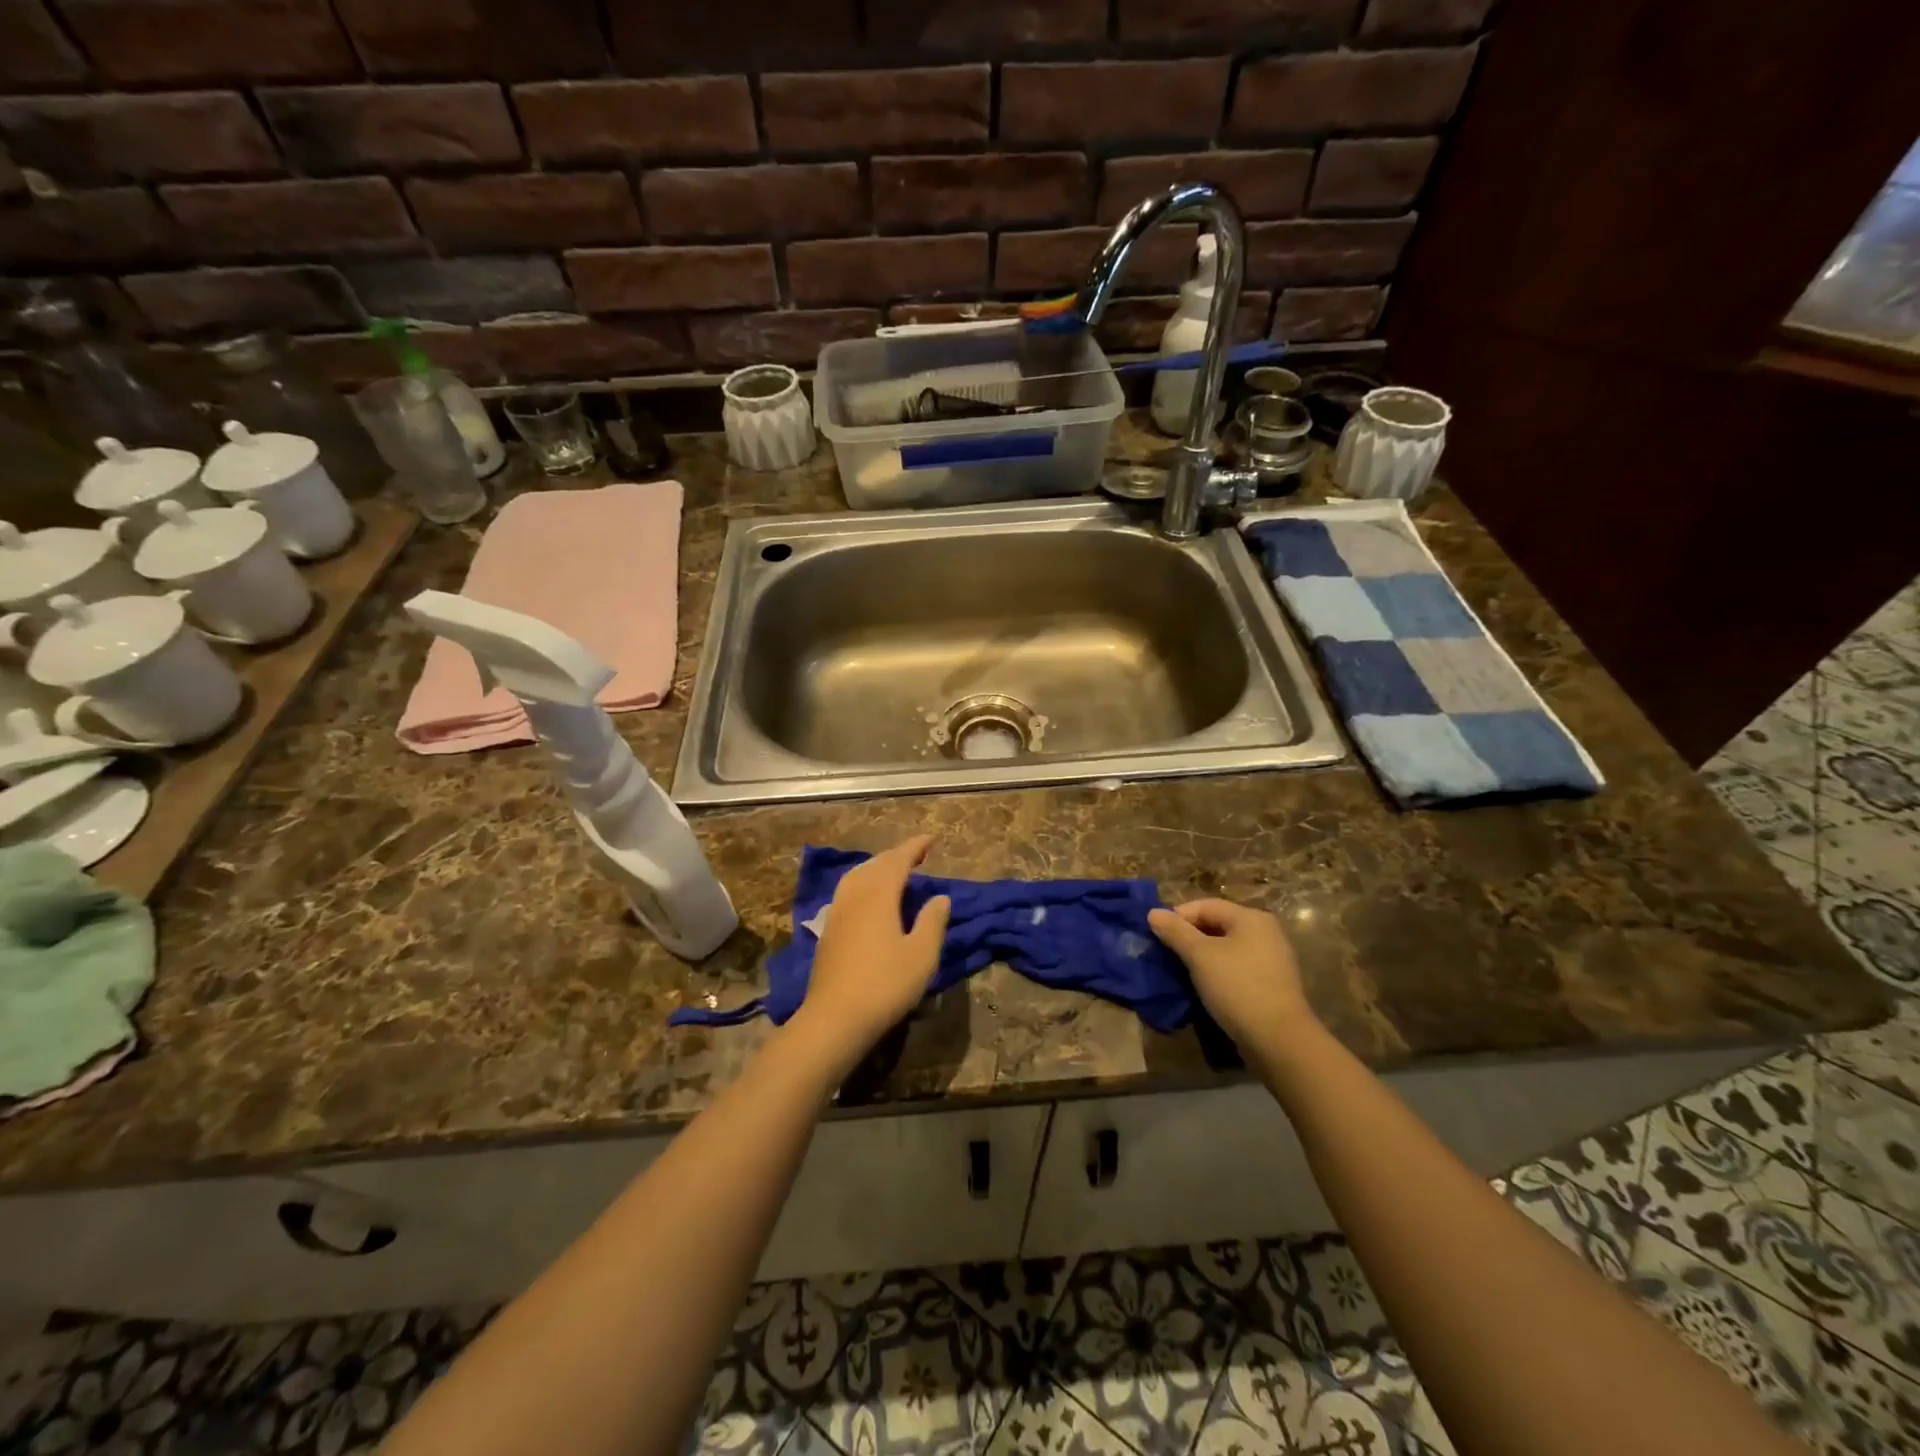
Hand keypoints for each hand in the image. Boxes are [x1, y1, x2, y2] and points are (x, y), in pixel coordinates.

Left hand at [789, 835, 951, 1075]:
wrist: (834, 1018)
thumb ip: (932, 922)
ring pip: (856, 876)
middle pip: (875, 865)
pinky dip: (864, 883)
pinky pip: (848, 892)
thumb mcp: (921, 955)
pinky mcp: (828, 931)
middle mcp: (854, 896)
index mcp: (878, 895)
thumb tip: (940, 897)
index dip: (915, 847)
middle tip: (917, 854)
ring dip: (877, 867)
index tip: (931, 839)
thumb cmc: (885, 984)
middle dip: (896, 855)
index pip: (898, 860)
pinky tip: (869, 898)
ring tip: (893, 871)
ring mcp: (837, 913)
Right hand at [1148, 898, 1314, 1050]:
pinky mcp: (1271, 983)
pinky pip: (1236, 967)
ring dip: (1201, 955)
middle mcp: (1265, 932)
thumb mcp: (1200, 956)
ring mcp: (1271, 959)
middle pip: (1217, 924)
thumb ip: (1175, 931)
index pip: (1205, 905)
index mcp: (1251, 918)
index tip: (1156, 934)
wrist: (1279, 1040)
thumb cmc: (1237, 987)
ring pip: (1226, 947)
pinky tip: (1203, 985)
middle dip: (1188, 936)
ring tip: (1180, 969)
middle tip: (1165, 952)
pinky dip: (1217, 971)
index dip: (1178, 916)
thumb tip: (1153, 912)